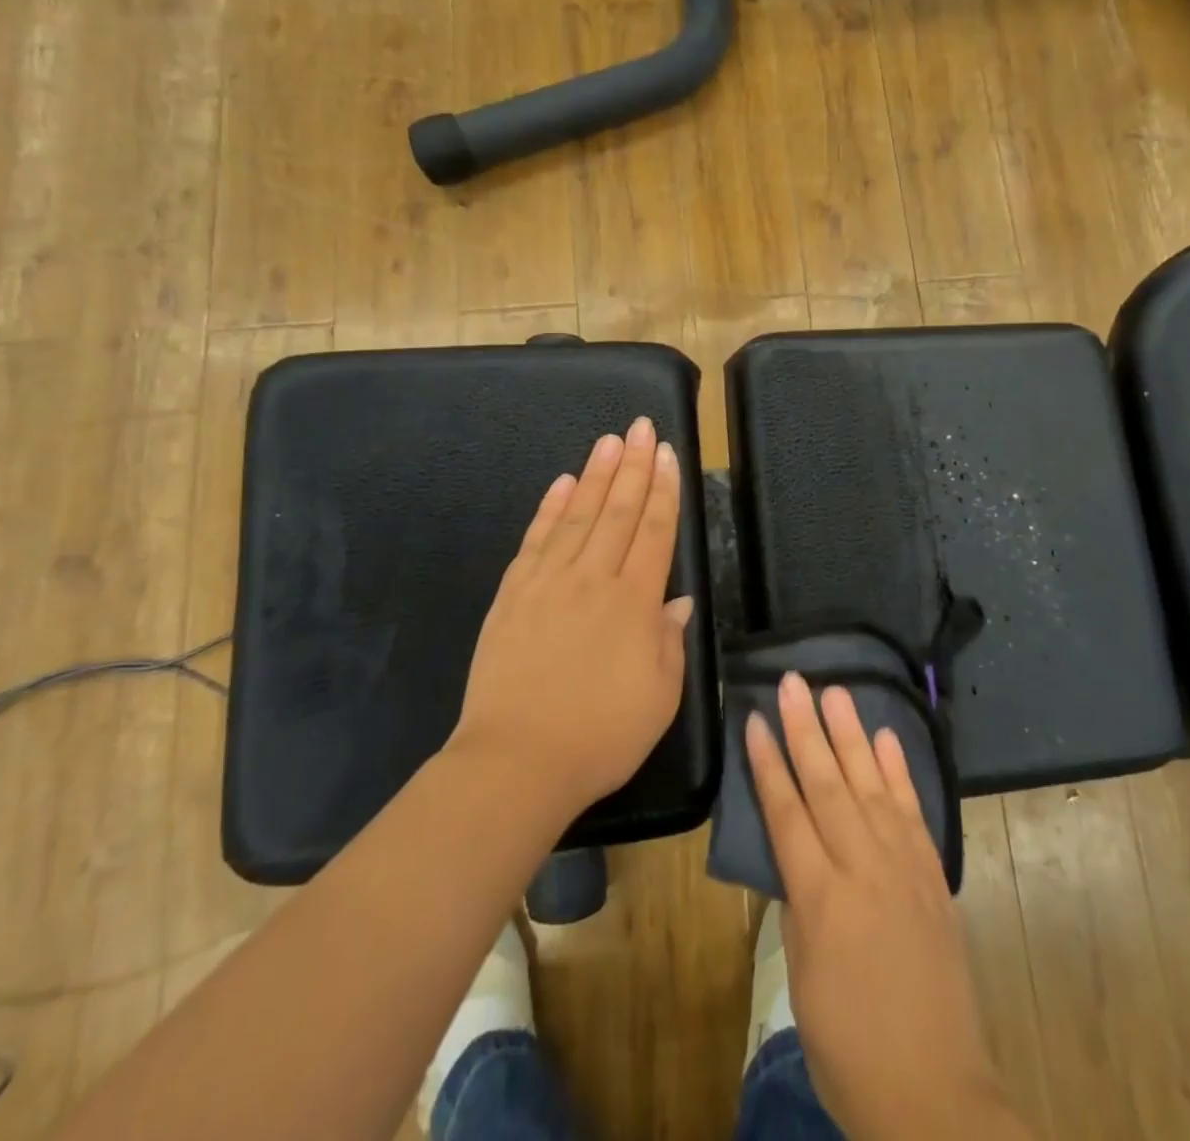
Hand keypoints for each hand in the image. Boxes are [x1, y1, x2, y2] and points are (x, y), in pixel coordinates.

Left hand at [453, 418, 692, 821]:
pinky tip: (561, 484)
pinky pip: (535, 540)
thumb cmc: (602, 736)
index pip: (653, 531)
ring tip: (608, 440)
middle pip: (617, 511)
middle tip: (640, 427)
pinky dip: (550, 508)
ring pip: (577, 515)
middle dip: (632, 466)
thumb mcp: (660, 697)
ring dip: (594, 474)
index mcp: (634, 602)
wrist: (516, 762)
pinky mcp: (512, 595)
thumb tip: (676, 600)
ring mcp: (547, 583)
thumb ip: (670, 641)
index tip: (667, 454)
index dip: (663, 490)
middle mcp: (591, 579)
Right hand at [746, 676, 1031, 1140]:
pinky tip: (885, 738)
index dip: (769, 763)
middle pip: (828, 784)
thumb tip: (797, 856)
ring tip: (835, 691)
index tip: (757, 720)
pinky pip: (913, 811)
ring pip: (871, 785)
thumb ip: (798, 905)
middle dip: (807, 729)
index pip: (787, 812)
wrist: (934, 1093)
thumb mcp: (801, 979)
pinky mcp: (933, 875)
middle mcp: (864, 868)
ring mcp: (904, 867)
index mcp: (821, 898)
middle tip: (794, 681)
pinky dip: (898, 771)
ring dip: (851, 734)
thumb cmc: (848, 1045)